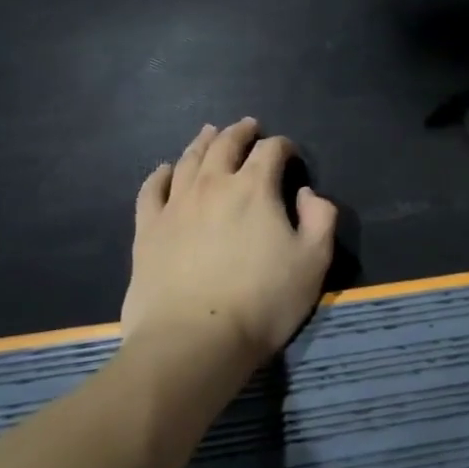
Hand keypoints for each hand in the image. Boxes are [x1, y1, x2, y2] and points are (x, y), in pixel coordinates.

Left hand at [123, 118, 337, 364]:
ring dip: (203, 142)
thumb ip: (320, 218)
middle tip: (249, 126)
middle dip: (241, 132)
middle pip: (225, 145)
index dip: (284, 146)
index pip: (271, 151)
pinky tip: (165, 169)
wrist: (193, 341)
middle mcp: (212, 185)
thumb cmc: (262, 301)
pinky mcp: (148, 231)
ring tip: (210, 133)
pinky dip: (160, 174)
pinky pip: (151, 190)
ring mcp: (175, 206)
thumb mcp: (314, 261)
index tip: (290, 154)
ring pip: (188, 160)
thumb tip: (307, 194)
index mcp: (254, 188)